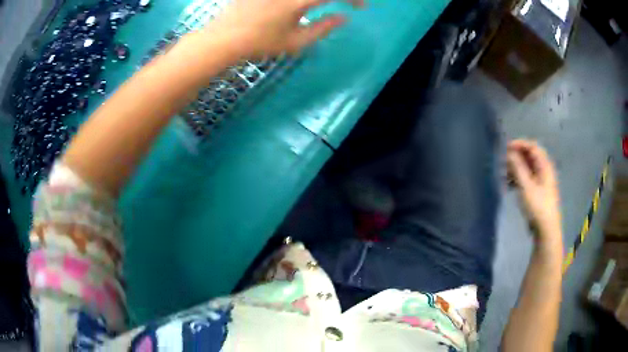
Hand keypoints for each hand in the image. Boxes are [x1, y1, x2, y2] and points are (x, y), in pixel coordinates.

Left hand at [204, 0, 363, 57]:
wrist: (224, 37)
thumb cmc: (260, 42)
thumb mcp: (296, 41)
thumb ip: (324, 28)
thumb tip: (343, 18)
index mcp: (301, 0)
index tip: (360, 7)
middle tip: (346, 3)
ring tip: (322, 5)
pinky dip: (303, 0)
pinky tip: (302, 6)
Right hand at [507, 140, 561, 246]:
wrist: (546, 230)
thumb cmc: (538, 207)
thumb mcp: (526, 186)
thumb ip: (518, 168)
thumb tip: (509, 152)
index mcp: (544, 166)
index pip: (532, 147)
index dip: (519, 144)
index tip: (506, 148)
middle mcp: (544, 170)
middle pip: (530, 156)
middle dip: (516, 156)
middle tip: (503, 161)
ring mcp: (541, 181)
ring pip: (527, 168)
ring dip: (516, 168)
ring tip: (504, 174)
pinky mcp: (537, 192)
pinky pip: (527, 178)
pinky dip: (518, 178)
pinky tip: (509, 185)